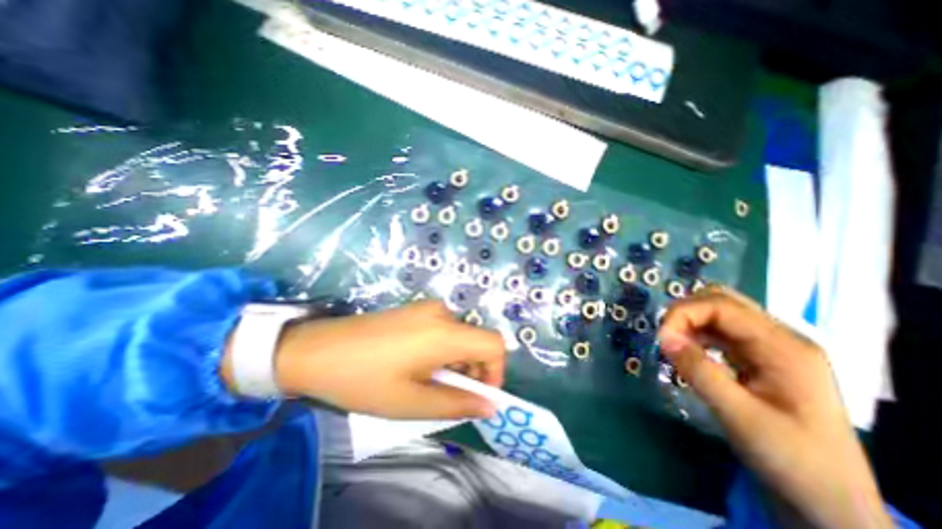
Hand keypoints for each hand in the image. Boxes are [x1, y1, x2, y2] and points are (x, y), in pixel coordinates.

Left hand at [228, 302, 503, 421]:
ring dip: (455, 362)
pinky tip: (416, 364)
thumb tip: (490, 406)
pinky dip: (443, 350)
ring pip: (460, 336)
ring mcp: (427, 308)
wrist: (315, 349)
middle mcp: (442, 313)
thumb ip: (457, 404)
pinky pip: (443, 329)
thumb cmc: (363, 379)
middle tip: (446, 394)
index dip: (495, 371)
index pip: (494, 344)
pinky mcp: (415, 309)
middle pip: (477, 341)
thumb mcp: (411, 402)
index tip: (477, 395)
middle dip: (472, 371)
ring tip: (426, 381)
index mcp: (445, 333)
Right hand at [657, 287, 891, 528]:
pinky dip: (697, 333)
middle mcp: (780, 338)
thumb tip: (663, 337)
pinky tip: (688, 350)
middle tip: (666, 337)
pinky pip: (721, 331)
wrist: (829, 501)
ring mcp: (771, 347)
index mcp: (785, 347)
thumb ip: (700, 371)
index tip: (661, 338)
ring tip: (673, 344)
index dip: (684, 313)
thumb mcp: (740, 416)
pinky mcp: (760, 358)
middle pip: (722, 301)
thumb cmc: (792, 460)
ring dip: (690, 321)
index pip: (723, 306)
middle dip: (685, 312)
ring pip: (720, 312)